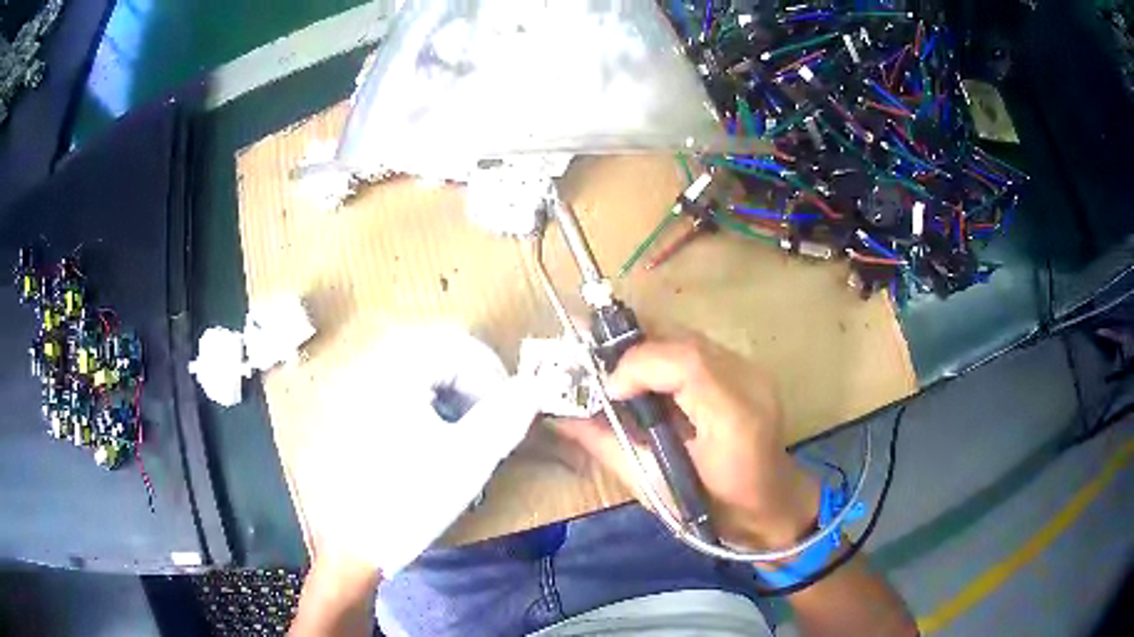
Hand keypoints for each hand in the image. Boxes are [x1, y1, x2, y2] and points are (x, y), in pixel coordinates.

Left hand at [300, 326, 540, 577]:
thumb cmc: (409, 500)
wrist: (350, 542)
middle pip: (433, 349)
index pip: (456, 345)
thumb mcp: (467, 460)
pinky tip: (431, 437)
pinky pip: (395, 386)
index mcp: (395, 371)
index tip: (509, 409)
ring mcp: (355, 388)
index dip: (491, 372)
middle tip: (490, 416)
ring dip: (449, 389)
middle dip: (471, 378)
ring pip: (415, 368)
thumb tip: (533, 386)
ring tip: (464, 430)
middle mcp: (370, 367)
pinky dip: (424, 401)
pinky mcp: (350, 411)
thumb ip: (504, 417)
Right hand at [553, 337, 819, 549]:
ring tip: (616, 373)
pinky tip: (646, 377)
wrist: (772, 506)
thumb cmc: (715, 510)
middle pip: (685, 339)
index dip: (637, 364)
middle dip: (633, 345)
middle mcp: (750, 383)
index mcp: (735, 420)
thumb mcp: (656, 489)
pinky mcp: (748, 371)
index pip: (687, 363)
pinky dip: (664, 355)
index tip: (607, 390)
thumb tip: (562, 418)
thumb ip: (609, 447)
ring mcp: (753, 372)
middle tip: (596, 366)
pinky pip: (698, 347)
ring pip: (689, 337)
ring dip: (646, 347)